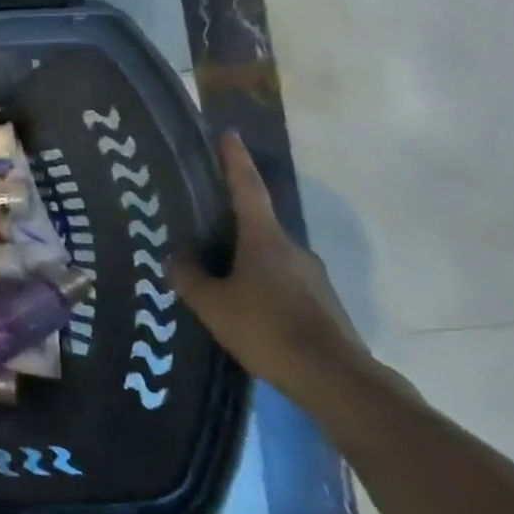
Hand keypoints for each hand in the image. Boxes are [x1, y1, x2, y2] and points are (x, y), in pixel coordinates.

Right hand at [167, 132, 369, 397]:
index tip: (228, 134)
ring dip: (243, 260)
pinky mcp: (321, 303)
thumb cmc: (267, 329)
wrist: (336, 380)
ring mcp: (311, 276)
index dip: (235, 160)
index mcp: (264, 238)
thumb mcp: (212, 304)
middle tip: (199, 227)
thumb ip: (189, 277)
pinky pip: (280, 282)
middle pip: (255, 224)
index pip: (247, 188)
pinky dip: (259, 285)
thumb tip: (177, 258)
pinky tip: (242, 308)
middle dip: (228, 224)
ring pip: (267, 257)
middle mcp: (292, 249)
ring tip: (215, 277)